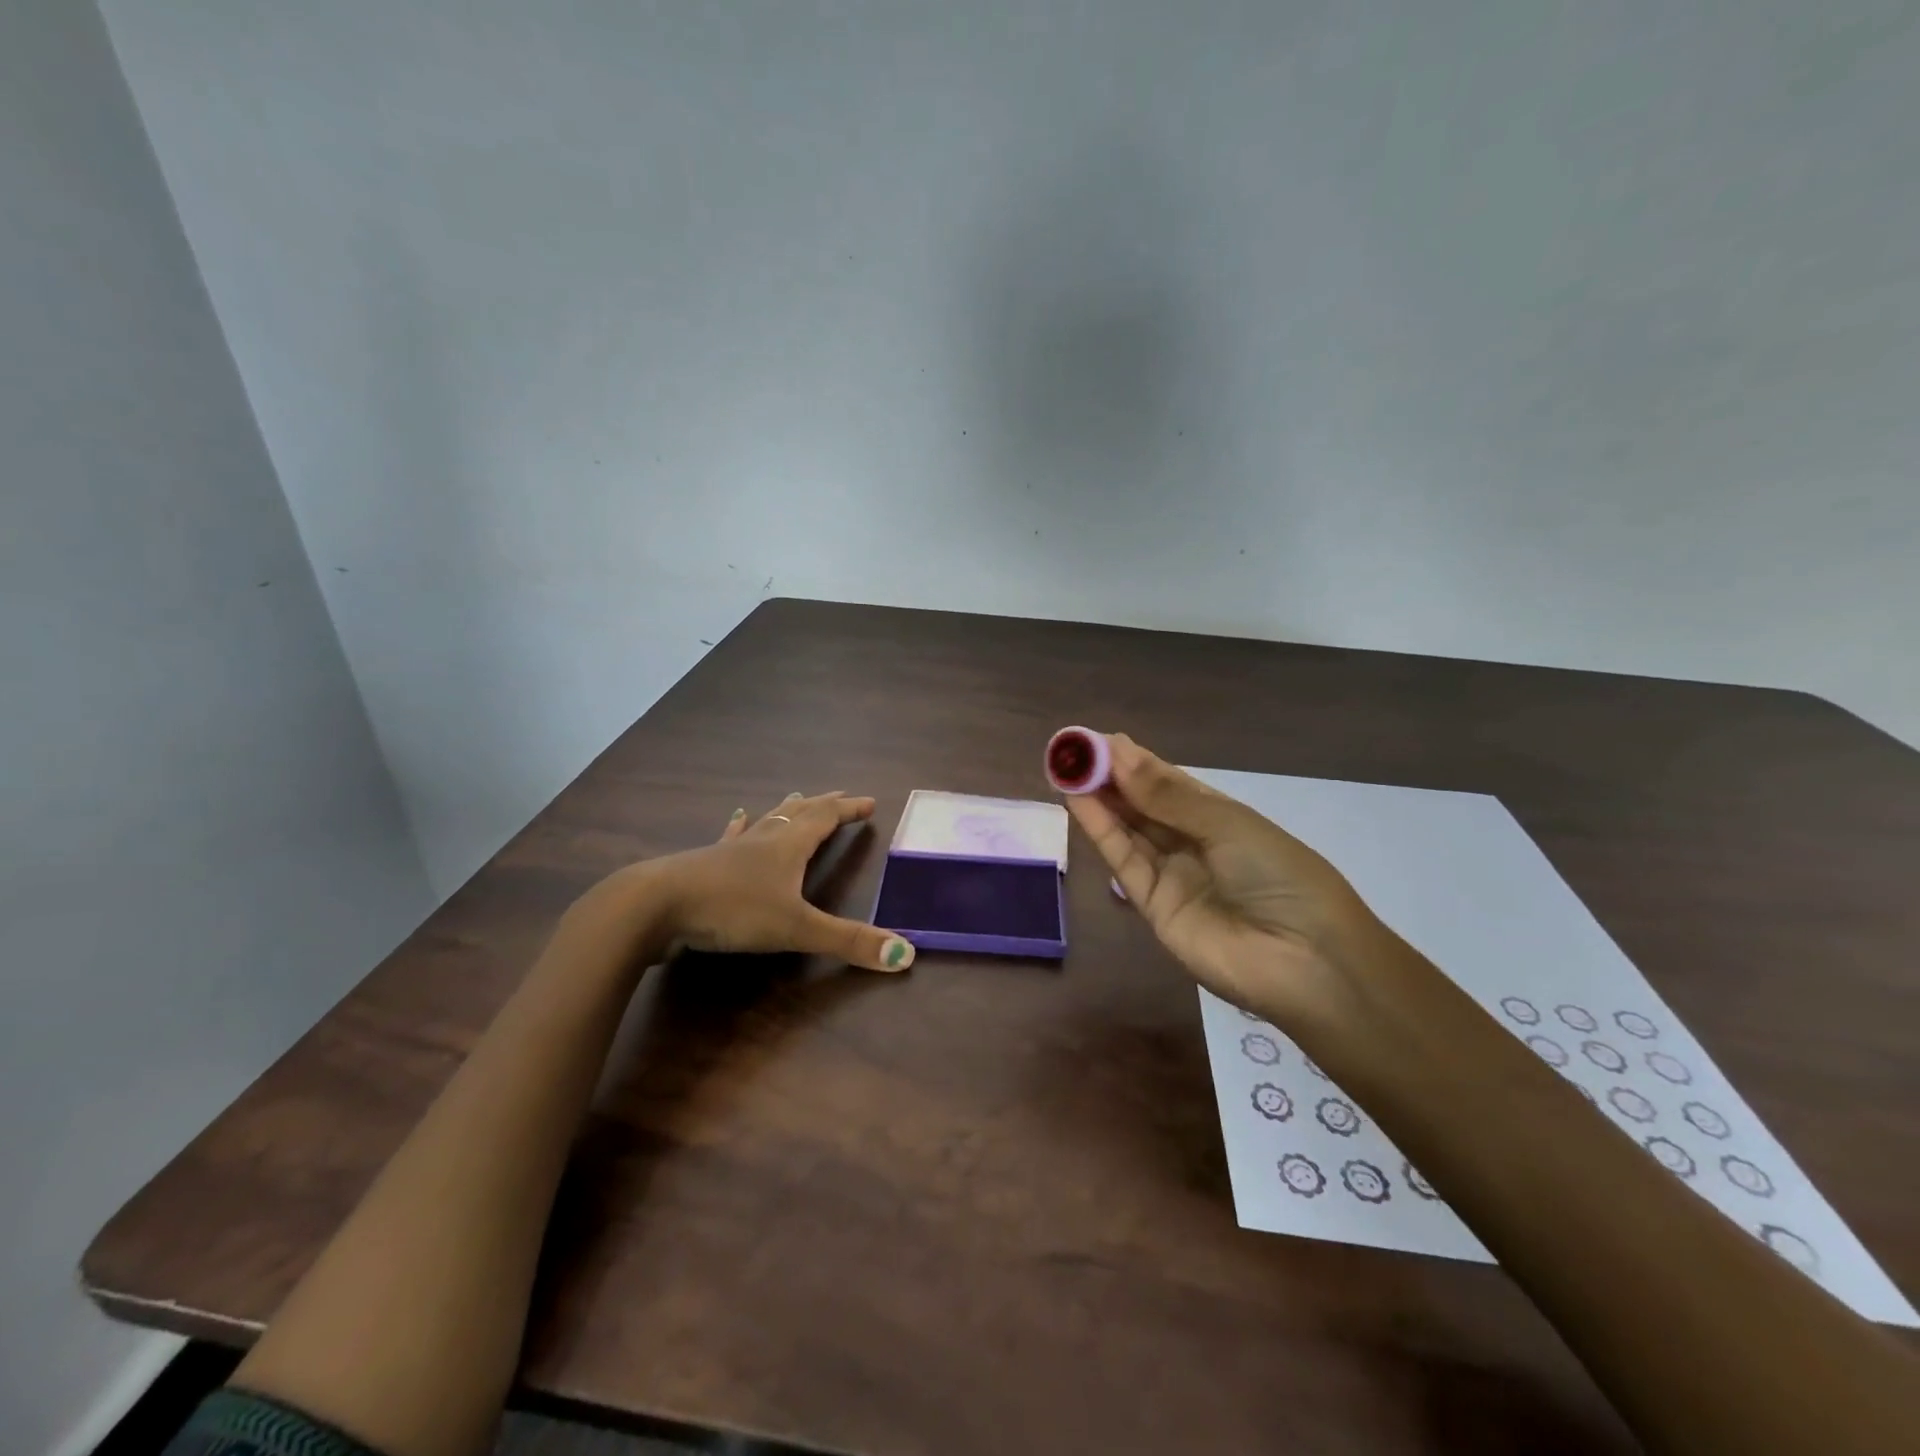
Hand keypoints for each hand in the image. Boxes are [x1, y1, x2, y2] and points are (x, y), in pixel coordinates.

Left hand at [561, 792, 916, 973]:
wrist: (655, 906)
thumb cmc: (732, 910)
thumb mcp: (796, 929)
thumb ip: (849, 942)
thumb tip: (906, 955)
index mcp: (788, 847)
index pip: (826, 818)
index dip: (849, 810)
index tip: (870, 802)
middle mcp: (763, 840)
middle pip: (799, 813)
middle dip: (824, 804)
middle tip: (841, 795)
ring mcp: (731, 849)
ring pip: (766, 821)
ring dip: (786, 809)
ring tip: (796, 796)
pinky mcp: (704, 864)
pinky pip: (730, 837)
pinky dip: (740, 826)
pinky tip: (736, 816)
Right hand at [1063, 733, 1393, 1029]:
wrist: (1305, 962)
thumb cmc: (1279, 876)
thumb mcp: (1227, 825)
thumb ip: (1166, 796)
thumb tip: (1118, 755)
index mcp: (1221, 818)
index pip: (1170, 782)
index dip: (1135, 761)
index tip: (1098, 739)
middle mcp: (1193, 843)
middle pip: (1144, 806)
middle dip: (1110, 777)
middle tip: (1073, 750)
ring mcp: (1172, 876)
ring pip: (1129, 830)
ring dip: (1099, 800)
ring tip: (1067, 768)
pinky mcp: (1153, 907)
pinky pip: (1125, 862)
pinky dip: (1101, 831)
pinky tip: (1078, 801)